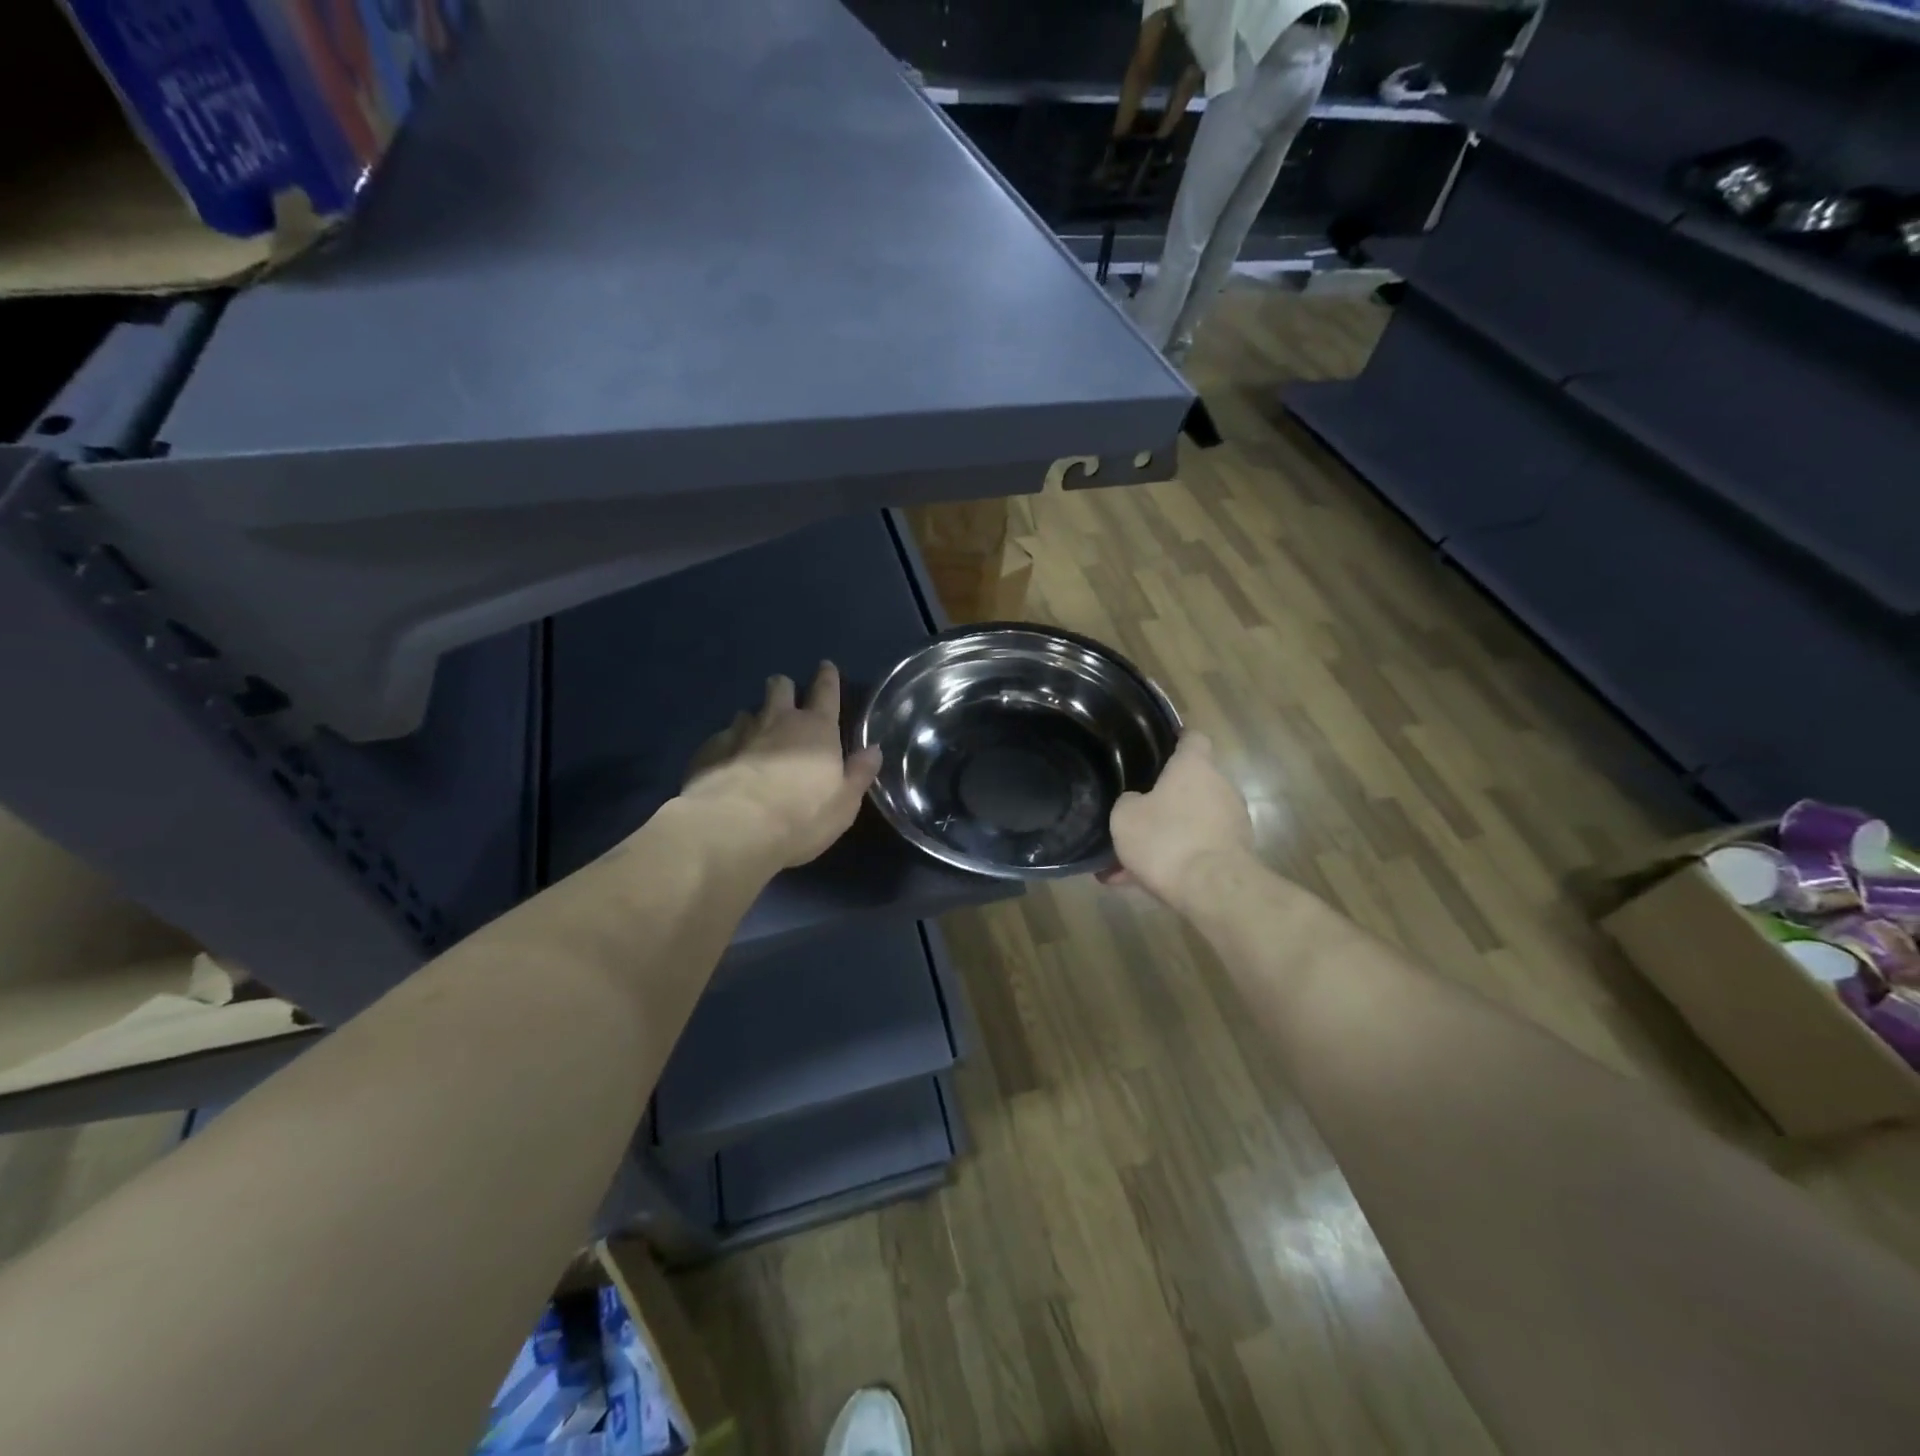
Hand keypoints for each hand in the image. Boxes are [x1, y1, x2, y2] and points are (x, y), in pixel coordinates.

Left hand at [680, 663, 882, 870]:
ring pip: (747, 712)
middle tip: (785, 697)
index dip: (828, 678)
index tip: (826, 666)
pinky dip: (728, 745)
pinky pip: (722, 738)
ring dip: (754, 719)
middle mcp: (778, 721)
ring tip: (755, 734)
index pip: (826, 692)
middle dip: (784, 688)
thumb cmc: (802, 817)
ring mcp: (740, 733)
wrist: (734, 828)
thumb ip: (859, 773)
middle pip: (780, 688)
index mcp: (817, 730)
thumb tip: (873, 750)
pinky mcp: (710, 751)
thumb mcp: (844, 803)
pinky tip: (727, 761)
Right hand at [1105, 732, 1254, 912]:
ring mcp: (1233, 822)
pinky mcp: (1236, 854)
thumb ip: (1128, 802)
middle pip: (1190, 785)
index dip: (1175, 740)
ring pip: (1190, 823)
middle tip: (1133, 817)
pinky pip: (1197, 850)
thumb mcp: (1125, 817)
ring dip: (1165, 836)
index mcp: (1195, 767)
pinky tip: (1142, 882)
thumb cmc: (1166, 839)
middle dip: (1163, 800)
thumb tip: (1136, 802)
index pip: (1192, 738)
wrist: (1213, 890)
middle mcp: (1220, 787)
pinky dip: (1174, 861)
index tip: (1159, 747)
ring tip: (1129, 862)